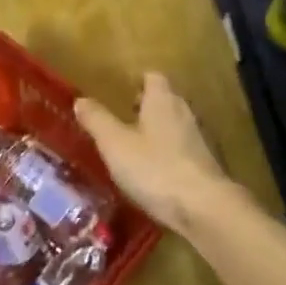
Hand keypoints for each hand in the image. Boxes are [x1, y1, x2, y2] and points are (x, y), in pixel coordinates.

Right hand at [74, 72, 235, 234]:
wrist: (202, 206)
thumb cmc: (154, 168)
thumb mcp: (115, 144)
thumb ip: (97, 120)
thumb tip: (80, 100)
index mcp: (162, 101)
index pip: (153, 78)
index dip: (138, 81)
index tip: (121, 91)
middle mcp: (184, 113)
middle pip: (166, 100)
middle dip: (146, 106)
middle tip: (123, 117)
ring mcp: (198, 140)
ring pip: (174, 125)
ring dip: (157, 131)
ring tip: (133, 146)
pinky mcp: (204, 165)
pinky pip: (181, 149)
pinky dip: (167, 153)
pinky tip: (152, 171)